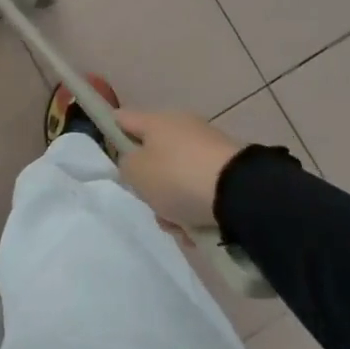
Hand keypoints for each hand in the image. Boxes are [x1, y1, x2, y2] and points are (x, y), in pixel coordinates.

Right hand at [114, 109, 242, 230]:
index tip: (109, 153)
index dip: (111, 132)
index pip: (123, 118)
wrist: (240, 193)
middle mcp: (182, 127)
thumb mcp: (136, 172)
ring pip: (176, 178)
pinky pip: (200, 190)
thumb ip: (126, 164)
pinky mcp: (228, 170)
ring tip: (180, 226)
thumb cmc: (177, 177)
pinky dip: (196, 209)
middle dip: (150, 186)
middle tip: (151, 203)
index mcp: (156, 121)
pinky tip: (198, 230)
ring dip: (173, 204)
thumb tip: (137, 161)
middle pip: (152, 156)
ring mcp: (207, 148)